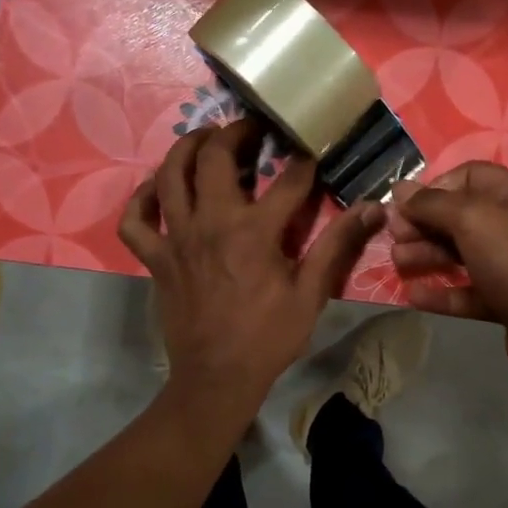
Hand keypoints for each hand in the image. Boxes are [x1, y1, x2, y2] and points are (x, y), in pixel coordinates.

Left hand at [120, 121, 384, 422]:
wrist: (216, 378)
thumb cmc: (268, 337)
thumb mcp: (311, 294)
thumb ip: (337, 245)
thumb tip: (372, 208)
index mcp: (254, 232)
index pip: (287, 180)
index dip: (304, 161)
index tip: (312, 148)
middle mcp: (211, 223)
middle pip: (215, 157)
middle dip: (235, 133)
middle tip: (251, 129)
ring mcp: (177, 238)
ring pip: (170, 175)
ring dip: (187, 147)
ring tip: (205, 138)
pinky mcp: (155, 257)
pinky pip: (135, 219)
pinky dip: (141, 198)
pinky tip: (157, 189)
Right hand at [391, 162, 507, 378]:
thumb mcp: (472, 220)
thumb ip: (432, 203)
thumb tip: (399, 189)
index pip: (467, 176)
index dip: (433, 188)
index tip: (406, 206)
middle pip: (458, 216)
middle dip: (423, 225)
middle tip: (395, 237)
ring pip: (458, 253)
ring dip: (425, 255)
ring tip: (398, 264)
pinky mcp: (503, 298)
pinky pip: (466, 289)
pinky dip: (440, 291)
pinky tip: (413, 296)